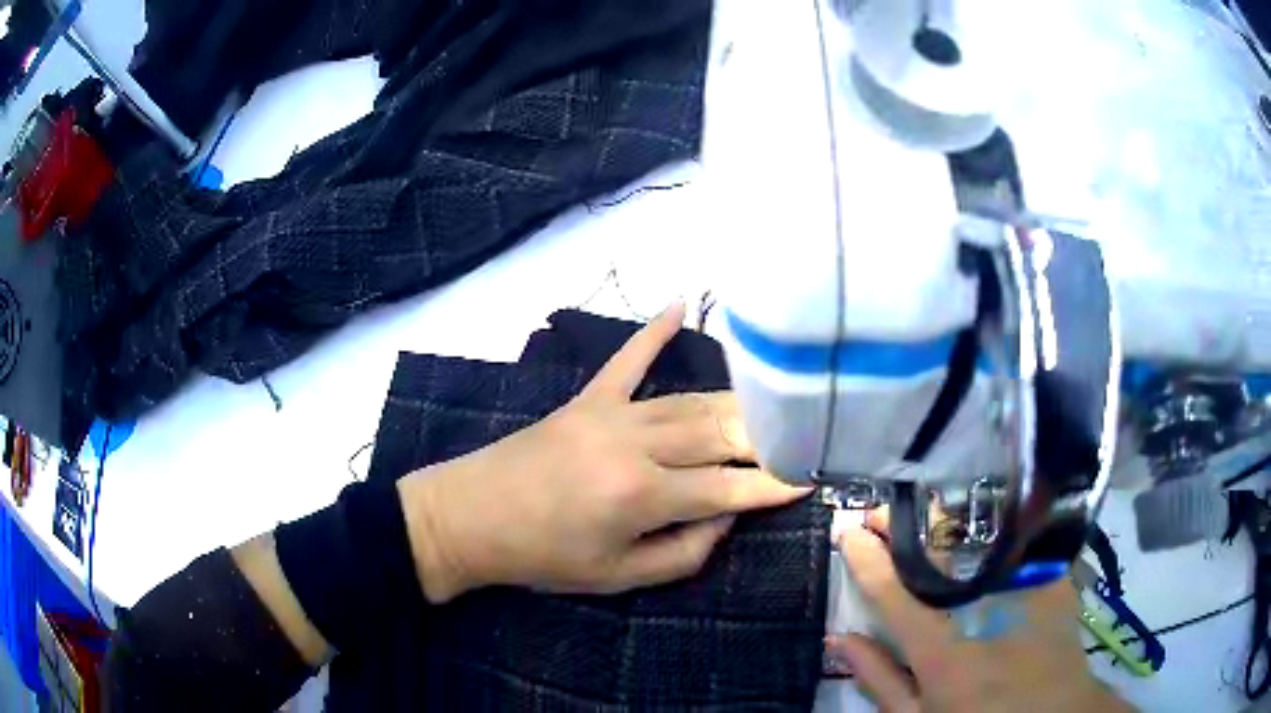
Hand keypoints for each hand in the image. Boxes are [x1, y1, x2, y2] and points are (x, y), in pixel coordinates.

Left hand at [398, 302, 808, 601]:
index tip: (813, 477)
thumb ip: (685, 552)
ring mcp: (610, 412)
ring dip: (734, 404)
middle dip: (768, 437)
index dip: (775, 485)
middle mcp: (635, 443)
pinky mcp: (587, 397)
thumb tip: (728, 517)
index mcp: (642, 495)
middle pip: (720, 432)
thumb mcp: (618, 576)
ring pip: (690, 400)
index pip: (730, 487)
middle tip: (803, 438)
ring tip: (775, 406)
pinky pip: (627, 358)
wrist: (470, 516)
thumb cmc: (543, 558)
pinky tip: (680, 301)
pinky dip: (653, 332)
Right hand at [826, 510, 1131, 712]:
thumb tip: (839, 639)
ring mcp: (1027, 594)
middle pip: (941, 558)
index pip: (896, 598)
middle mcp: (987, 617)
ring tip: (919, 510)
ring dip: (946, 522)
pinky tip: (979, 523)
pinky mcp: (1054, 581)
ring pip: (982, 541)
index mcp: (947, 658)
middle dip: (905, 528)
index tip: (848, 531)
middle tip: (880, 511)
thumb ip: (881, 681)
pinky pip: (1021, 543)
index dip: (868, 561)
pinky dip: (994, 529)